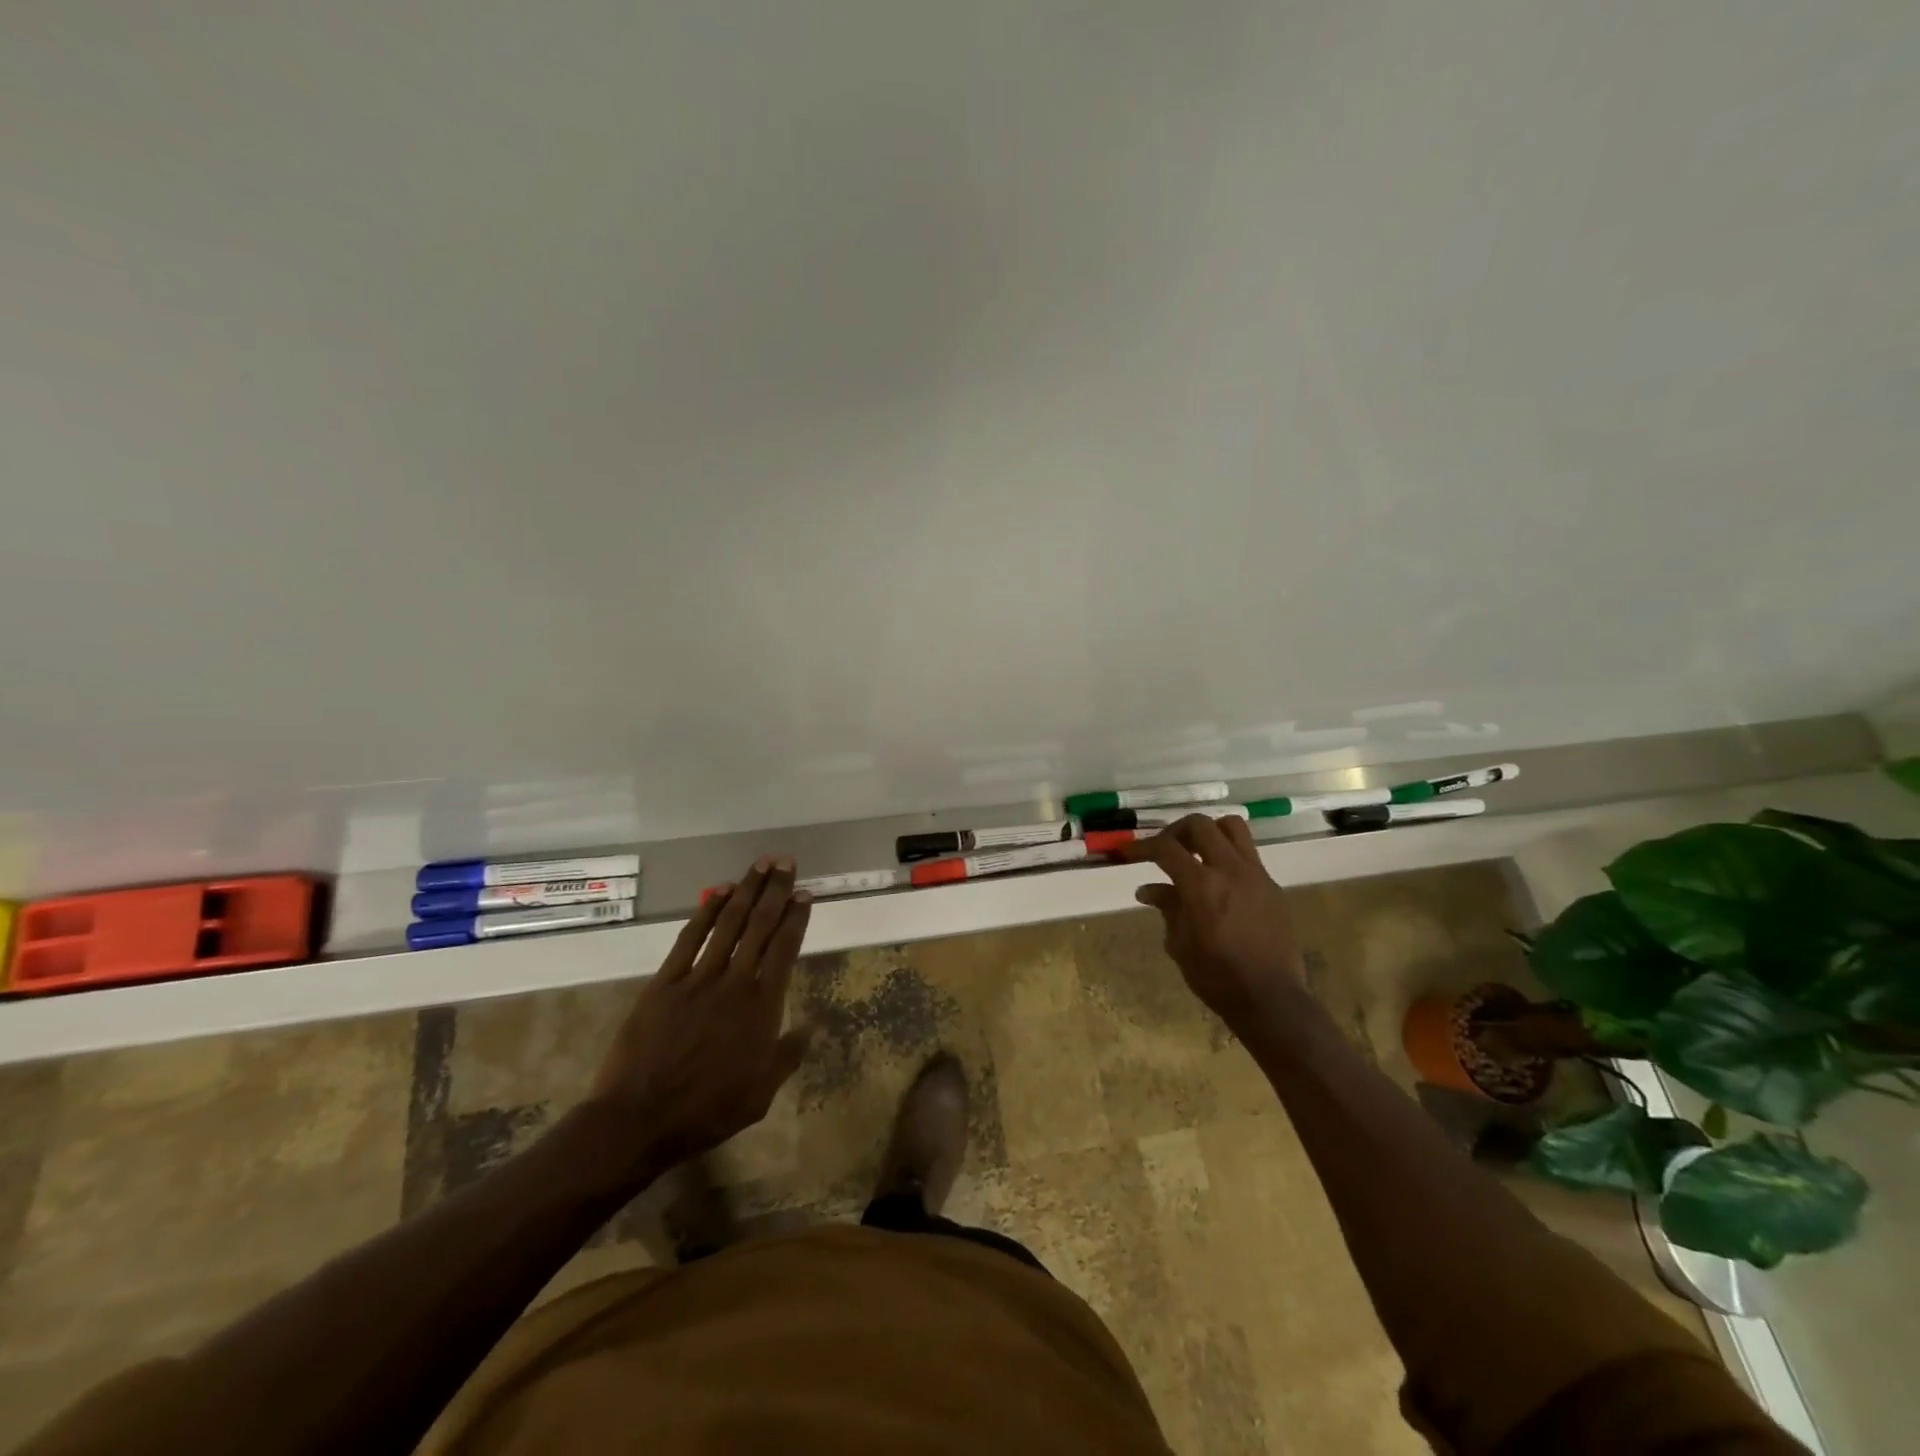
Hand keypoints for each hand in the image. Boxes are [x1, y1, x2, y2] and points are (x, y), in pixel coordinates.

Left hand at [588, 857, 811, 1176]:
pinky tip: (718, 891)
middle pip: (760, 925)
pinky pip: (690, 937)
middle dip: (775, 891)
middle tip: (785, 862)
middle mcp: (735, 981)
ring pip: (728, 923)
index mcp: (762, 1006)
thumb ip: (788, 1055)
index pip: (785, 948)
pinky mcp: (666, 981)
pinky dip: (706, 910)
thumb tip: (811, 1026)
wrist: (639, 1119)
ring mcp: (698, 978)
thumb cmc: (707, 1109)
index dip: (796, 917)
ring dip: (746, 890)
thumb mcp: (762, 1093)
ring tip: (759, 864)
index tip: (805, 894)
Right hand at [1114, 815, 1306, 1033]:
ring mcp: (1256, 875)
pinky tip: (1220, 881)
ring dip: (1209, 832)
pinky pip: (1248, 855)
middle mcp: (1229, 870)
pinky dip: (1228, 856)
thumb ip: (1167, 908)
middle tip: (1164, 849)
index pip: (1166, 848)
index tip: (1128, 853)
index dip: (1142, 846)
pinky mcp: (1272, 886)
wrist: (1270, 998)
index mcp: (1201, 885)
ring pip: (1232, 827)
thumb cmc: (1216, 977)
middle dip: (1175, 832)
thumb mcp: (1180, 944)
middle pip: (1200, 825)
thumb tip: (1148, 889)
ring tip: (1196, 852)